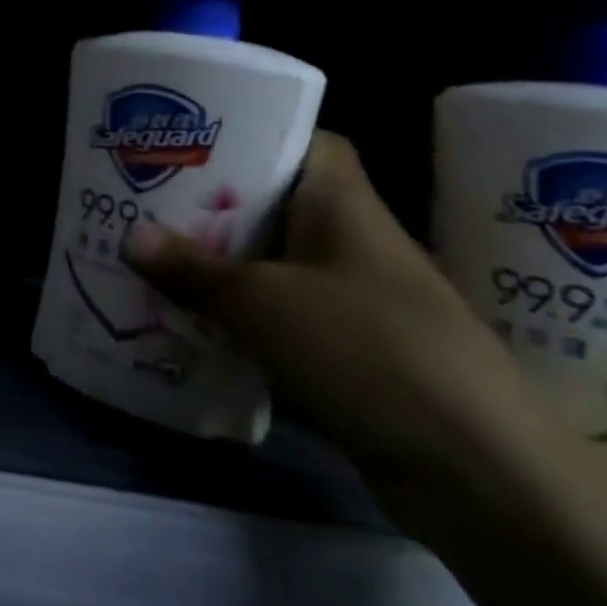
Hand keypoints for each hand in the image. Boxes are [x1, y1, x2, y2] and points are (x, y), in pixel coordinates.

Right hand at [121, 132, 541, 485]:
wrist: (476, 470)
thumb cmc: (367, 349)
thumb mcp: (262, 302)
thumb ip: (192, 269)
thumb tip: (129, 236)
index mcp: (342, 205)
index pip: (305, 143)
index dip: (254, 135)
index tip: (192, 142)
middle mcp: (351, 242)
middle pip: (275, 206)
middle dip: (213, 207)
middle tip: (147, 202)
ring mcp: (355, 300)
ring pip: (273, 266)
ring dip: (220, 267)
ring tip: (152, 259)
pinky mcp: (350, 353)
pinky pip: (282, 318)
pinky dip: (241, 318)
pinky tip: (190, 323)